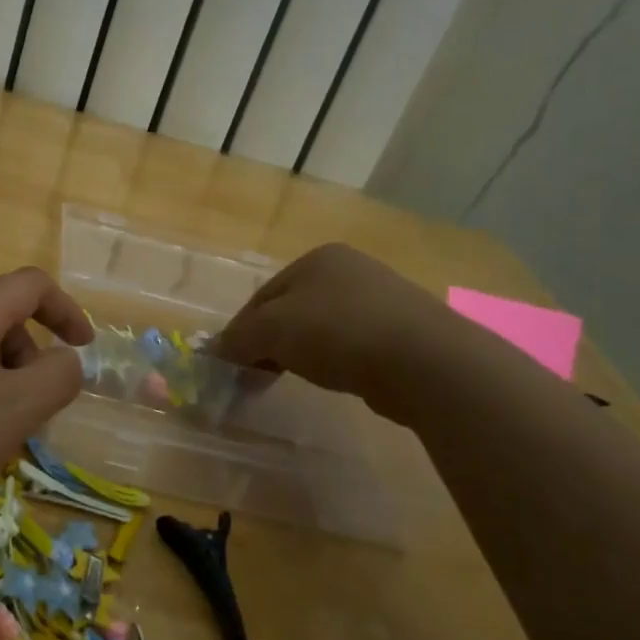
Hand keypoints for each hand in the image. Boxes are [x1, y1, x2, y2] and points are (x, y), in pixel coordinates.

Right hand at [212, 243, 450, 420]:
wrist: (423, 360)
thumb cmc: (337, 332)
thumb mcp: (272, 331)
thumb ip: (238, 338)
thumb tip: (216, 351)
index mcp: (317, 259)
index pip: (262, 296)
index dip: (240, 331)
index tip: (231, 365)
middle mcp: (350, 270)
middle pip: (291, 310)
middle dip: (269, 343)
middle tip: (256, 377)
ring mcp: (382, 298)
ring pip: (322, 327)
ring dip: (300, 353)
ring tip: (292, 380)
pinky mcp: (404, 331)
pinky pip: (353, 344)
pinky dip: (335, 360)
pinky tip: (336, 378)